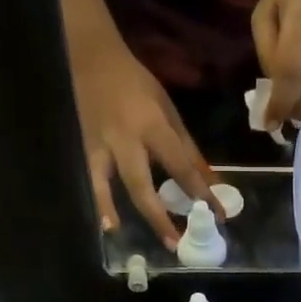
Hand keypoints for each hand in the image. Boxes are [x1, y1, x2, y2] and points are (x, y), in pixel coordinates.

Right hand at [71, 33, 220, 248]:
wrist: (91, 58)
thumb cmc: (137, 84)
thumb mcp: (169, 111)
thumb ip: (188, 149)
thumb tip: (211, 183)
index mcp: (152, 126)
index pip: (181, 167)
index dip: (200, 193)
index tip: (218, 216)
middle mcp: (124, 140)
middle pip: (141, 184)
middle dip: (158, 216)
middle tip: (175, 244)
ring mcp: (98, 146)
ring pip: (105, 184)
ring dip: (113, 210)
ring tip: (122, 237)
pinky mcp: (82, 149)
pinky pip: (90, 180)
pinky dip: (96, 202)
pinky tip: (103, 225)